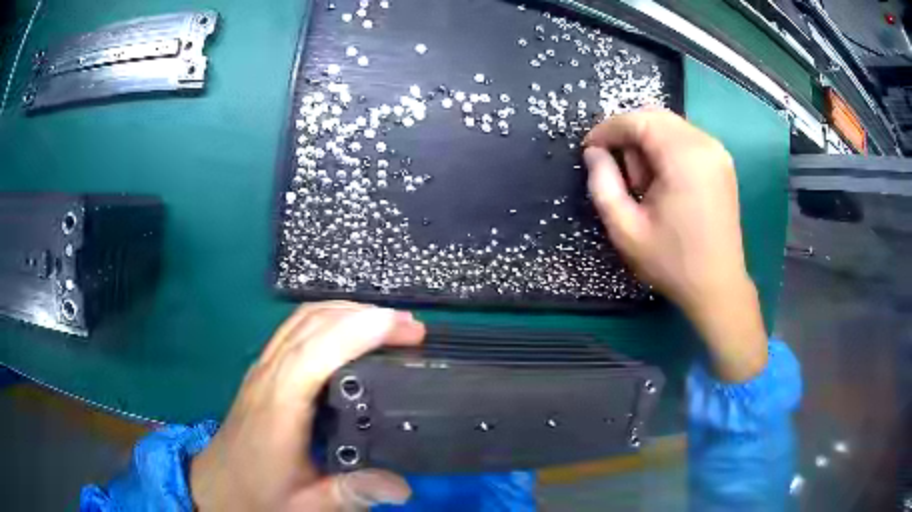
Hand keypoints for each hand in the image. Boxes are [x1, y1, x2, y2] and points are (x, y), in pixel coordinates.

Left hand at [190, 301, 425, 510]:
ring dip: (347, 312)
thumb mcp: (306, 505)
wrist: (218, 485)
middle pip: (311, 325)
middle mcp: (269, 377)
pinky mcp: (264, 370)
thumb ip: (351, 493)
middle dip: (364, 316)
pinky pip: (296, 328)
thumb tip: (403, 487)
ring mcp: (263, 368)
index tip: (403, 328)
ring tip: (388, 323)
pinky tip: (349, 331)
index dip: (357, 332)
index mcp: (278, 408)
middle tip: (411, 328)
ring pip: (302, 320)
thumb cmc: (258, 494)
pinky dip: (328, 318)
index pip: (314, 353)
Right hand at [583, 110, 766, 381]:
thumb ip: (603, 184)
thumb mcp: (625, 230)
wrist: (718, 287)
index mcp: (684, 157)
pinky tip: (662, 182)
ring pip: (670, 126)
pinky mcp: (722, 163)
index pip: (637, 121)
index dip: (607, 130)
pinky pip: (685, 139)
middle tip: (617, 170)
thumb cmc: (672, 262)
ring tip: (642, 182)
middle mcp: (704, 144)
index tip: (589, 150)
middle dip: (628, 135)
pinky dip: (665, 149)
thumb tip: (594, 152)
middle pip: (654, 117)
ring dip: (647, 143)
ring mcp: (717, 152)